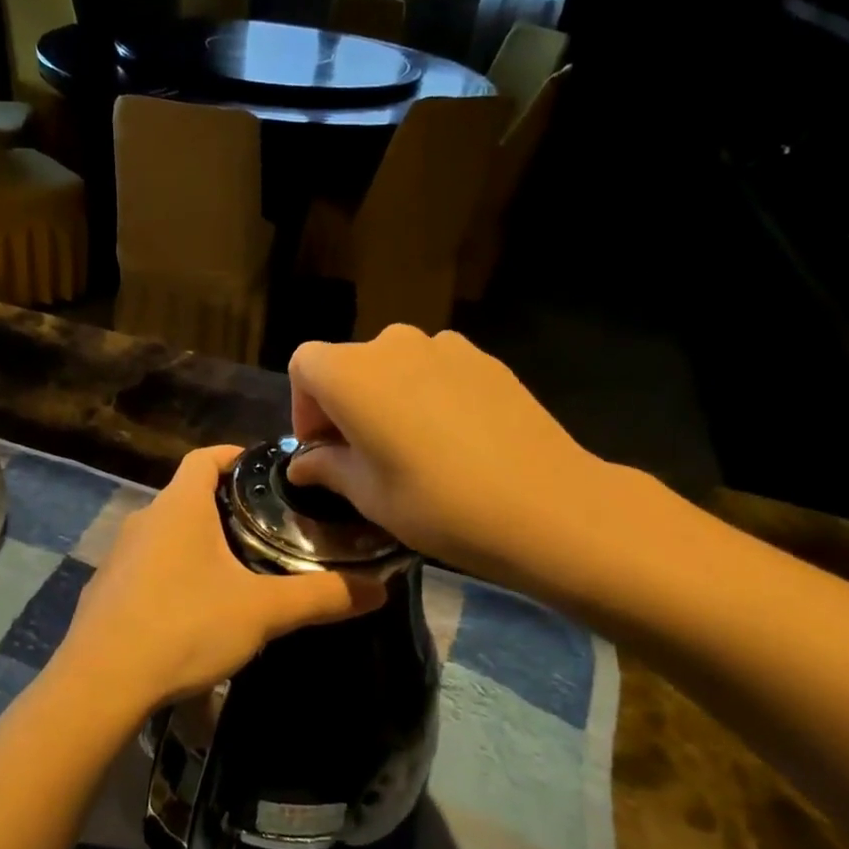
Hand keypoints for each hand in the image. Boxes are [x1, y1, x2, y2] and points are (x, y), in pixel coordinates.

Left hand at [52, 446, 385, 724]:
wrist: (101, 682)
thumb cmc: (184, 626)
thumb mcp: (262, 611)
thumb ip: (321, 596)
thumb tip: (380, 589)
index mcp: (179, 506)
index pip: (205, 457)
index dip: (235, 455)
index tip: (266, 469)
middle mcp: (144, 520)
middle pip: (188, 496)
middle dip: (225, 506)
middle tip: (267, 528)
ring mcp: (119, 556)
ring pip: (168, 534)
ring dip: (199, 543)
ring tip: (238, 570)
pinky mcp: (106, 591)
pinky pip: (148, 568)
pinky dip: (174, 574)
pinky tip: (194, 611)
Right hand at [287, 326, 627, 588]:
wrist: (545, 504)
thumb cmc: (438, 503)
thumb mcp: (369, 496)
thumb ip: (328, 468)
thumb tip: (303, 464)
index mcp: (352, 374)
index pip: (304, 366)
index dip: (304, 407)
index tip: (323, 450)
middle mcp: (393, 344)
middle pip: (349, 363)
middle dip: (344, 405)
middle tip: (362, 456)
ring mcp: (444, 345)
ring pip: (394, 366)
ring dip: (387, 398)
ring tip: (411, 448)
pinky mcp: (484, 359)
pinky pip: (435, 369)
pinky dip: (427, 394)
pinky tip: (454, 439)